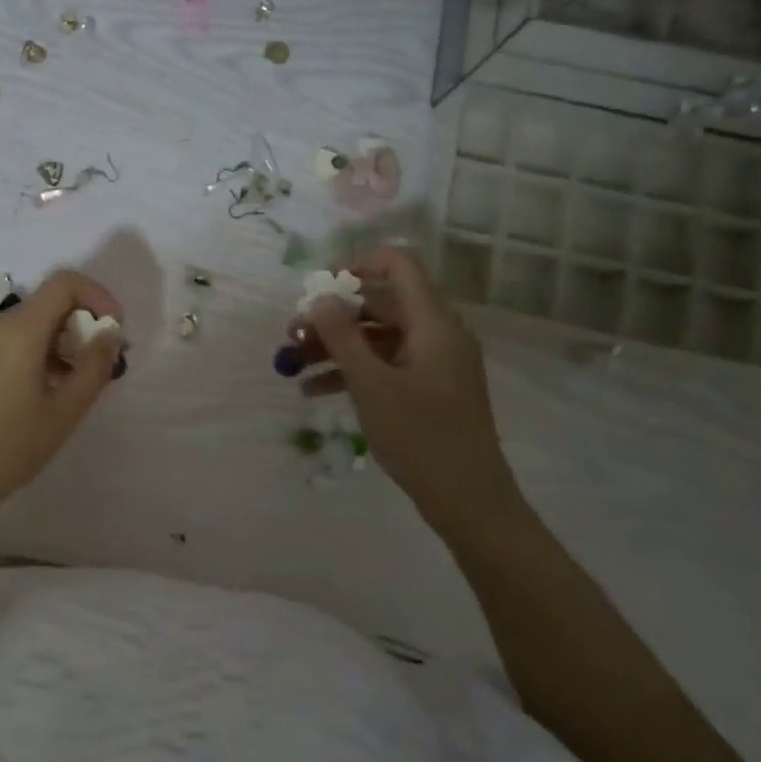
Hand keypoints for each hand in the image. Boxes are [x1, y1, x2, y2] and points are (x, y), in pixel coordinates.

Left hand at [0, 270, 124, 533]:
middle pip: (46, 304)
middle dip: (80, 324)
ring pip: (25, 325)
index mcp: (18, 330)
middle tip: (98, 365)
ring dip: (56, 341)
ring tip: (70, 385)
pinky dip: (30, 351)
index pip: (64, 282)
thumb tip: (110, 332)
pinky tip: (36, 392)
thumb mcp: (65, 411)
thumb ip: (95, 365)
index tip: (113, 329)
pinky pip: (4, 341)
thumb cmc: (10, 447)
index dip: (97, 295)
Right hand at [298, 247, 522, 534]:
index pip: (399, 265)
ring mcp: (432, 363)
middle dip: (333, 316)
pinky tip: (314, 391)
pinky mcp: (427, 389)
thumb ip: (342, 336)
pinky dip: (352, 371)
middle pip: (380, 304)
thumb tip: (320, 297)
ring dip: (335, 346)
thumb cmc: (420, 436)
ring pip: (377, 338)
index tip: (317, 283)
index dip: (357, 263)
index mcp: (433, 323)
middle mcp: (436, 335)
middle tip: (292, 334)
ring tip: (293, 364)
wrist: (468, 499)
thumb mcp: (371, 385)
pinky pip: (384, 365)